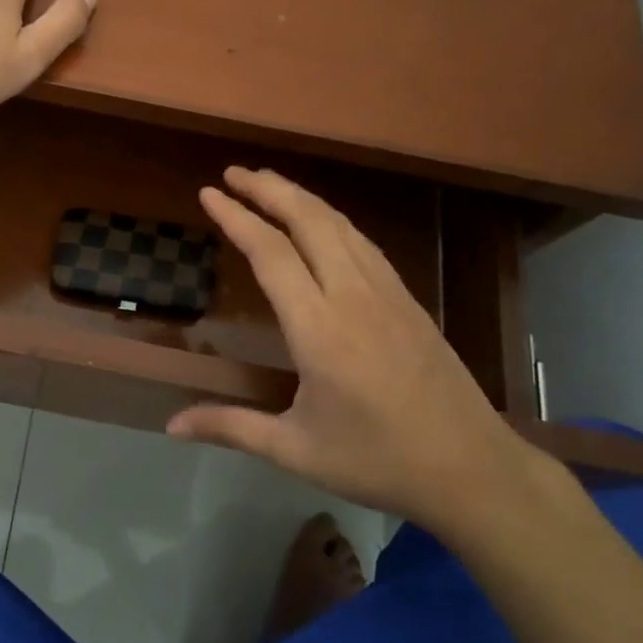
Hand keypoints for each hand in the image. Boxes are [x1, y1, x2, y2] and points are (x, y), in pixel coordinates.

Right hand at [169, 167, 536, 534]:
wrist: (472, 469)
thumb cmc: (378, 461)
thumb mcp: (296, 451)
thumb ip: (231, 427)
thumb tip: (170, 427)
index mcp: (319, 329)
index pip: (270, 254)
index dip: (237, 218)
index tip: (209, 193)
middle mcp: (352, 296)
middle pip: (308, 221)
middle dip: (268, 189)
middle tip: (233, 173)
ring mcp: (387, 292)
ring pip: (339, 225)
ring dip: (301, 197)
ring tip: (269, 184)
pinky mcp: (408, 299)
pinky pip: (363, 242)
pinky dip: (332, 219)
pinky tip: (322, 223)